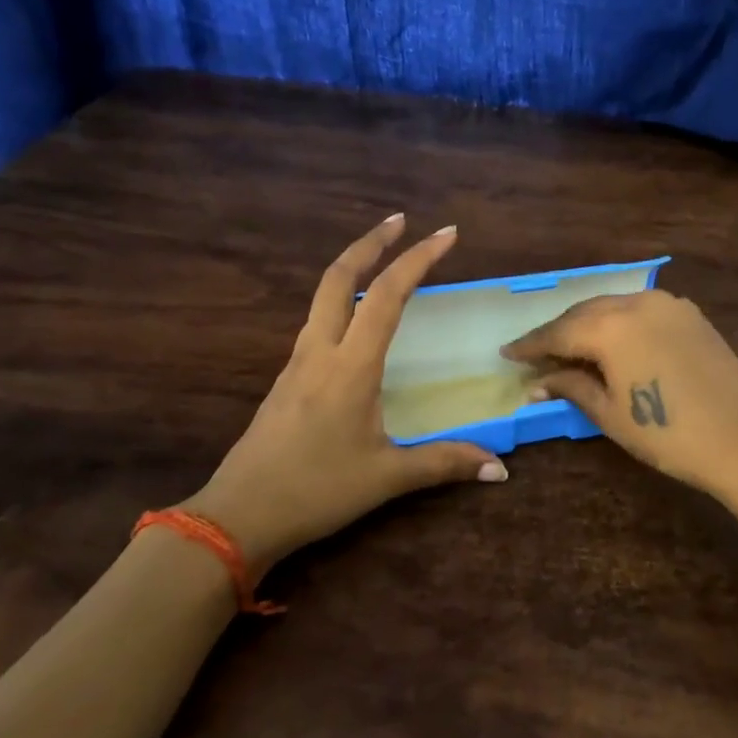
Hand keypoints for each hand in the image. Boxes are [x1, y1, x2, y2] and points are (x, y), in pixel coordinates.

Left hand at [183, 215, 506, 573]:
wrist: (237, 516)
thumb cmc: (315, 491)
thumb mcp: (387, 478)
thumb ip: (444, 463)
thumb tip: (500, 467)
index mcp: (350, 366)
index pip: (386, 295)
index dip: (417, 259)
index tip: (446, 233)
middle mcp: (320, 352)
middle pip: (338, 277)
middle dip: (371, 242)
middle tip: (401, 220)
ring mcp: (297, 363)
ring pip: (323, 296)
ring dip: (352, 267)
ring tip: (383, 260)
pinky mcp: (287, 379)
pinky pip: (318, 323)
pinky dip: (341, 300)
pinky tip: (357, 320)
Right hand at [501, 289, 737, 504]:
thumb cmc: (668, 434)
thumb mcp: (610, 413)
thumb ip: (571, 387)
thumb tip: (536, 383)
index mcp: (610, 327)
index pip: (558, 332)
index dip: (530, 345)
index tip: (507, 353)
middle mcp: (636, 303)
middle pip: (584, 313)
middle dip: (557, 332)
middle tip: (535, 353)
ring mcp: (667, 304)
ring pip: (613, 307)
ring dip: (588, 324)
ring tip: (570, 347)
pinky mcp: (689, 314)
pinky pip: (640, 309)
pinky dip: (619, 322)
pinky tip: (612, 341)